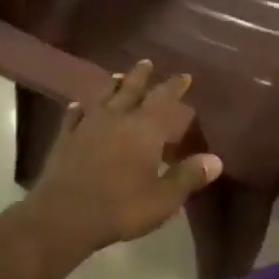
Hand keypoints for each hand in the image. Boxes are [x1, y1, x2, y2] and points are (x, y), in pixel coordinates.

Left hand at [17, 61, 222, 267]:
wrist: (63, 216)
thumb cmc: (121, 207)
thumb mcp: (164, 198)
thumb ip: (188, 176)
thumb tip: (215, 160)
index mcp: (145, 129)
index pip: (165, 100)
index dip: (175, 87)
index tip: (184, 76)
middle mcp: (116, 118)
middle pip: (131, 89)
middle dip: (141, 76)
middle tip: (147, 63)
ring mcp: (87, 126)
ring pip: (102, 96)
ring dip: (112, 85)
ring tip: (118, 76)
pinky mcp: (65, 139)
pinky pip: (74, 116)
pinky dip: (80, 108)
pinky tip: (79, 106)